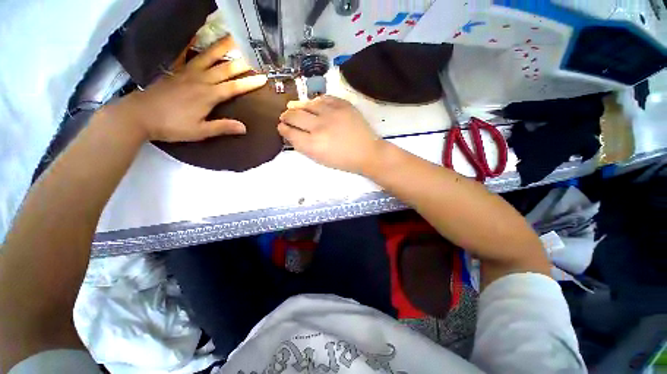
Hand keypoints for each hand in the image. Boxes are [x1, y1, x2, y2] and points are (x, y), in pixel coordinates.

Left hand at [106, 36, 267, 141]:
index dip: (250, 83)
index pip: (234, 87)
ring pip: (208, 57)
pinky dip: (190, 44)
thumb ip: (222, 127)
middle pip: (224, 69)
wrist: (139, 115)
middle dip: (241, 62)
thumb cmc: (172, 126)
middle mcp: (200, 81)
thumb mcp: (200, 132)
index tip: (263, 78)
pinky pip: (184, 55)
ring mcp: (187, 73)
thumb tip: (244, 128)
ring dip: (222, 48)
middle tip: (254, 54)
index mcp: (208, 96)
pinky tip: (195, 35)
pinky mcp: (175, 71)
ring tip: (233, 38)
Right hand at [278, 96, 384, 173]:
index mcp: (313, 145)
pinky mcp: (343, 105)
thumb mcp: (320, 159)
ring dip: (298, 106)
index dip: (283, 128)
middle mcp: (319, 127)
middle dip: (286, 116)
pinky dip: (316, 101)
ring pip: (307, 104)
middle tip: (284, 116)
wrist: (366, 152)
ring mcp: (331, 113)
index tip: (281, 126)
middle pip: (295, 116)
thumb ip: (304, 146)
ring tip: (295, 107)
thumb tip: (292, 133)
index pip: (290, 132)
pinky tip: (313, 104)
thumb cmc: (343, 160)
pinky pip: (324, 98)